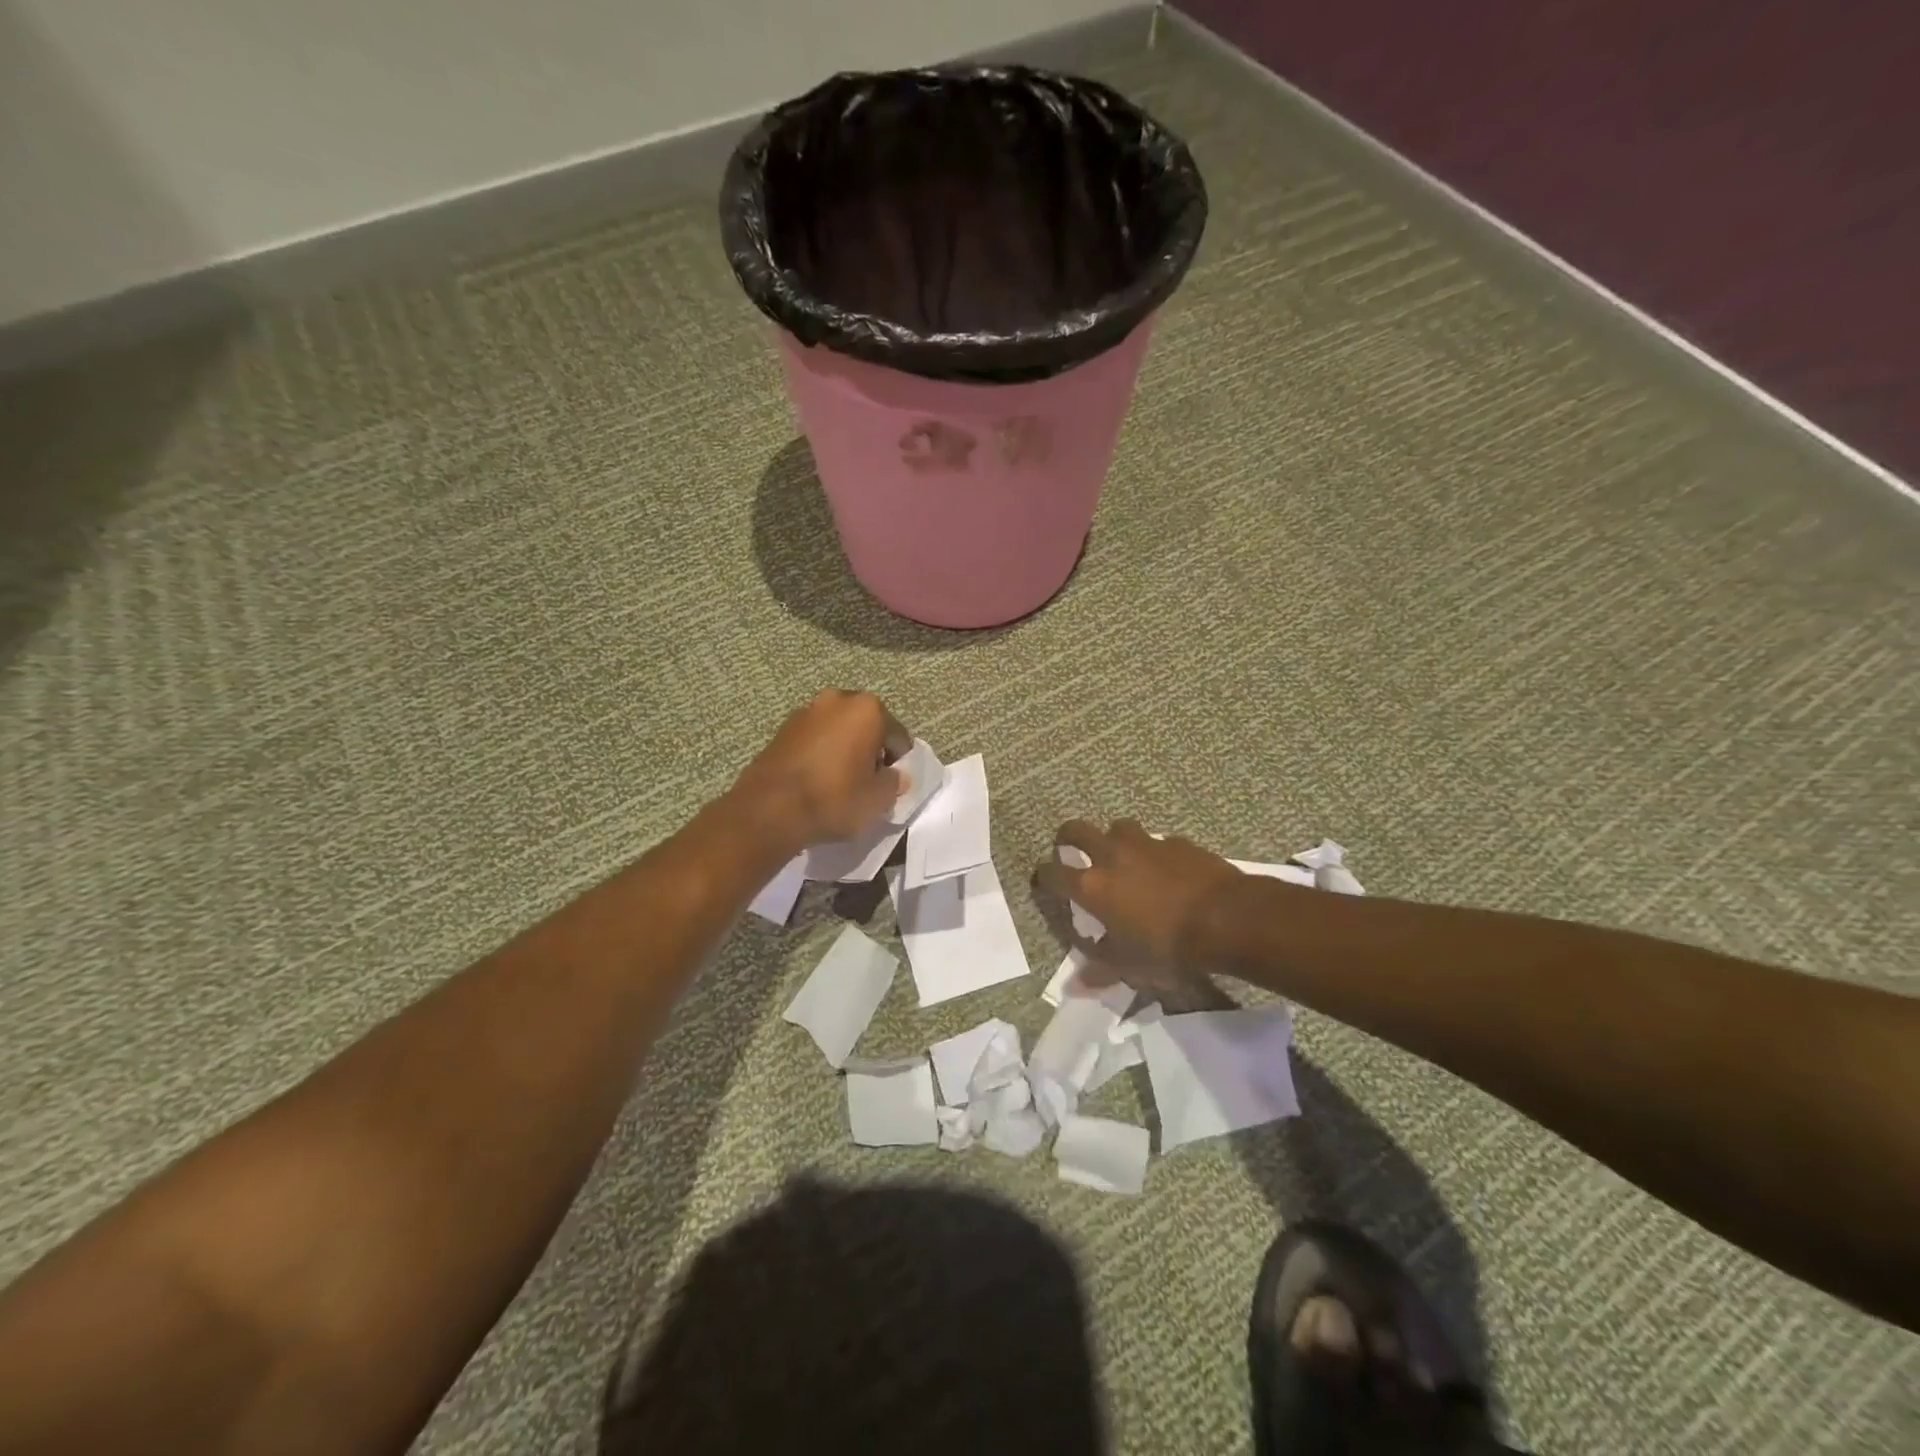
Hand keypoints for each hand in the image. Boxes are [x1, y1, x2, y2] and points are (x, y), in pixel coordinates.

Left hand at [727, 690, 911, 851]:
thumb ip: (894, 783)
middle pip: (867, 726)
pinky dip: (822, 753)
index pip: (897, 736)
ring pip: (839, 730)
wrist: (769, 809)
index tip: (893, 784)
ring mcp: (806, 711)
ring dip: (845, 749)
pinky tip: (819, 780)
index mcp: (867, 709)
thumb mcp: (877, 799)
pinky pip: (815, 739)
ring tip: (842, 781)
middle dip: (871, 750)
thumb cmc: (834, 798)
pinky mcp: (783, 728)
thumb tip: (894, 776)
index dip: (899, 762)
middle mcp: (838, 699)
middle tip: (869, 781)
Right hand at [1033, 819, 1245, 972]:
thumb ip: (1099, 970)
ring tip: (1121, 856)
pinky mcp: (1176, 842)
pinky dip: (1153, 852)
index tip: (1043, 880)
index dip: (1043, 875)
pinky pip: (1156, 841)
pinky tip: (1165, 868)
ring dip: (1112, 838)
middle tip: (1070, 850)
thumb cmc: (1168, 946)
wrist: (1226, 918)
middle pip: (1075, 830)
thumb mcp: (1129, 965)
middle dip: (1067, 837)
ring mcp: (1145, 843)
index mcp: (1092, 886)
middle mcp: (1111, 855)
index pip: (1053, 872)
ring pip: (1117, 827)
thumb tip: (1074, 985)